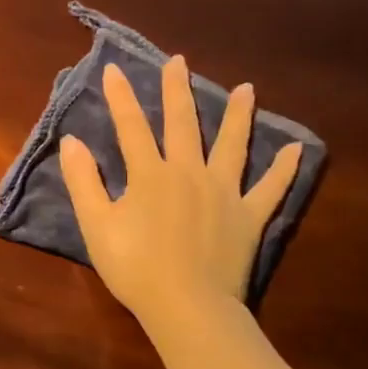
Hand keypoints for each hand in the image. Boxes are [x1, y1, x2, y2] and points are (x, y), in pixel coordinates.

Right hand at [59, 57, 300, 332]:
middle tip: (179, 62)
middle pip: (182, 124)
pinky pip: (270, 188)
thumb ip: (84, 181)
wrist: (187, 306)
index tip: (114, 68)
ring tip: (246, 89)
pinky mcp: (249, 217)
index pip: (131, 127)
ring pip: (232, 145)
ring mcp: (224, 193)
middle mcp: (189, 172)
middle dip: (177, 91)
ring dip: (238, 115)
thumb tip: (72, 141)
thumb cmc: (135, 267)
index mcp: (150, 174)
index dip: (121, 97)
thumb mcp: (96, 225)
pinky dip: (283, 169)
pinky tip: (295, 149)